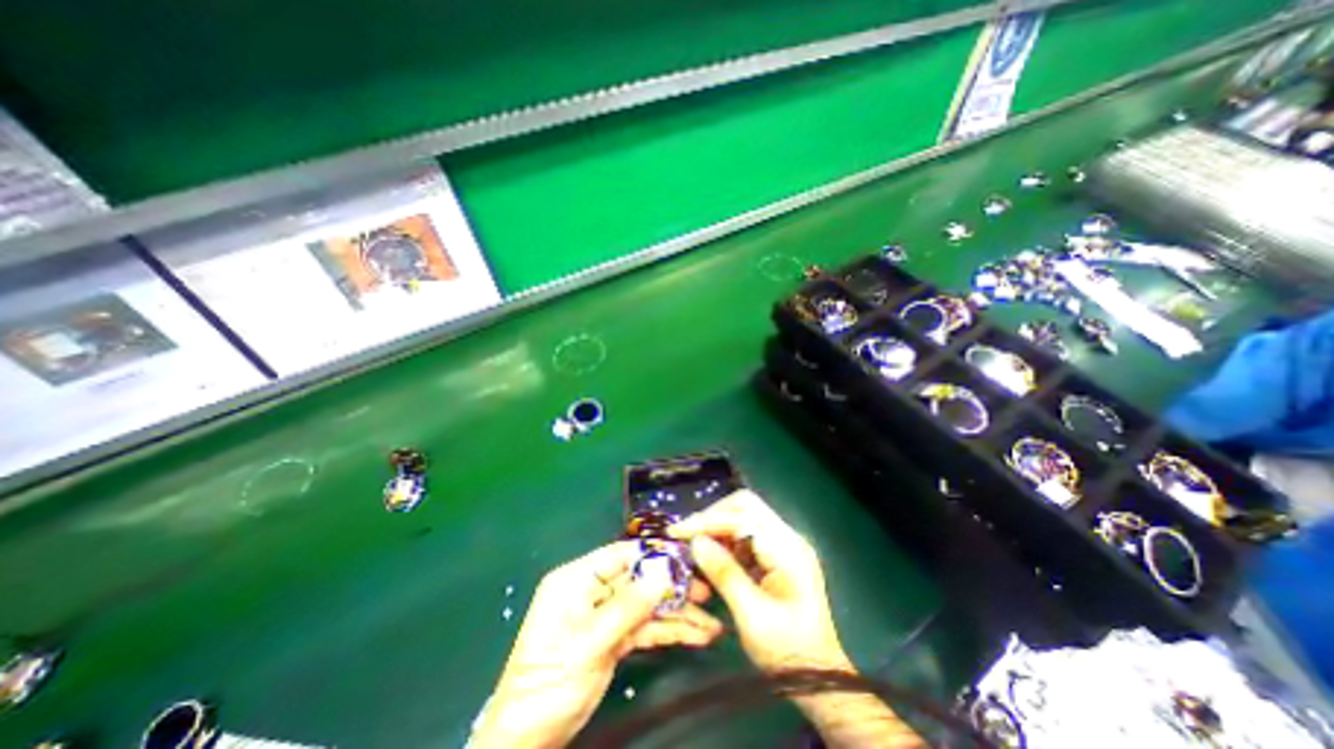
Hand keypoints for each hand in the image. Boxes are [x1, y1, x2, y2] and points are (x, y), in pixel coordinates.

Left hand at [467, 540, 719, 746]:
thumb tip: (663, 575)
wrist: (529, 738)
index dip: (654, 554)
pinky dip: (670, 631)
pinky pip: (646, 627)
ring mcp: (606, 614)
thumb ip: (626, 608)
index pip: (621, 555)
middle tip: (707, 592)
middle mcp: (594, 590)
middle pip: (640, 579)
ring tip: (711, 623)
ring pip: (647, 605)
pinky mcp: (615, 637)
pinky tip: (697, 635)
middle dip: (673, 587)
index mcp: (577, 579)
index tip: (687, 558)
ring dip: (678, 613)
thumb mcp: (588, 644)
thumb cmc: (549, 683)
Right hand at [674, 488, 847, 675]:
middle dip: (713, 517)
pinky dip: (725, 541)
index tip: (680, 531)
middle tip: (687, 534)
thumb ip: (724, 573)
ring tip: (693, 545)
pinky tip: (710, 556)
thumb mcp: (752, 615)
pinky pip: (745, 536)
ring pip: (743, 518)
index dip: (709, 520)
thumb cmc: (788, 650)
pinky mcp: (776, 556)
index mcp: (787, 549)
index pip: (744, 515)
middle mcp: (787, 538)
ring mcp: (783, 545)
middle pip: (745, 506)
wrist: (818, 677)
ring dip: (717, 528)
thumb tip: (696, 541)